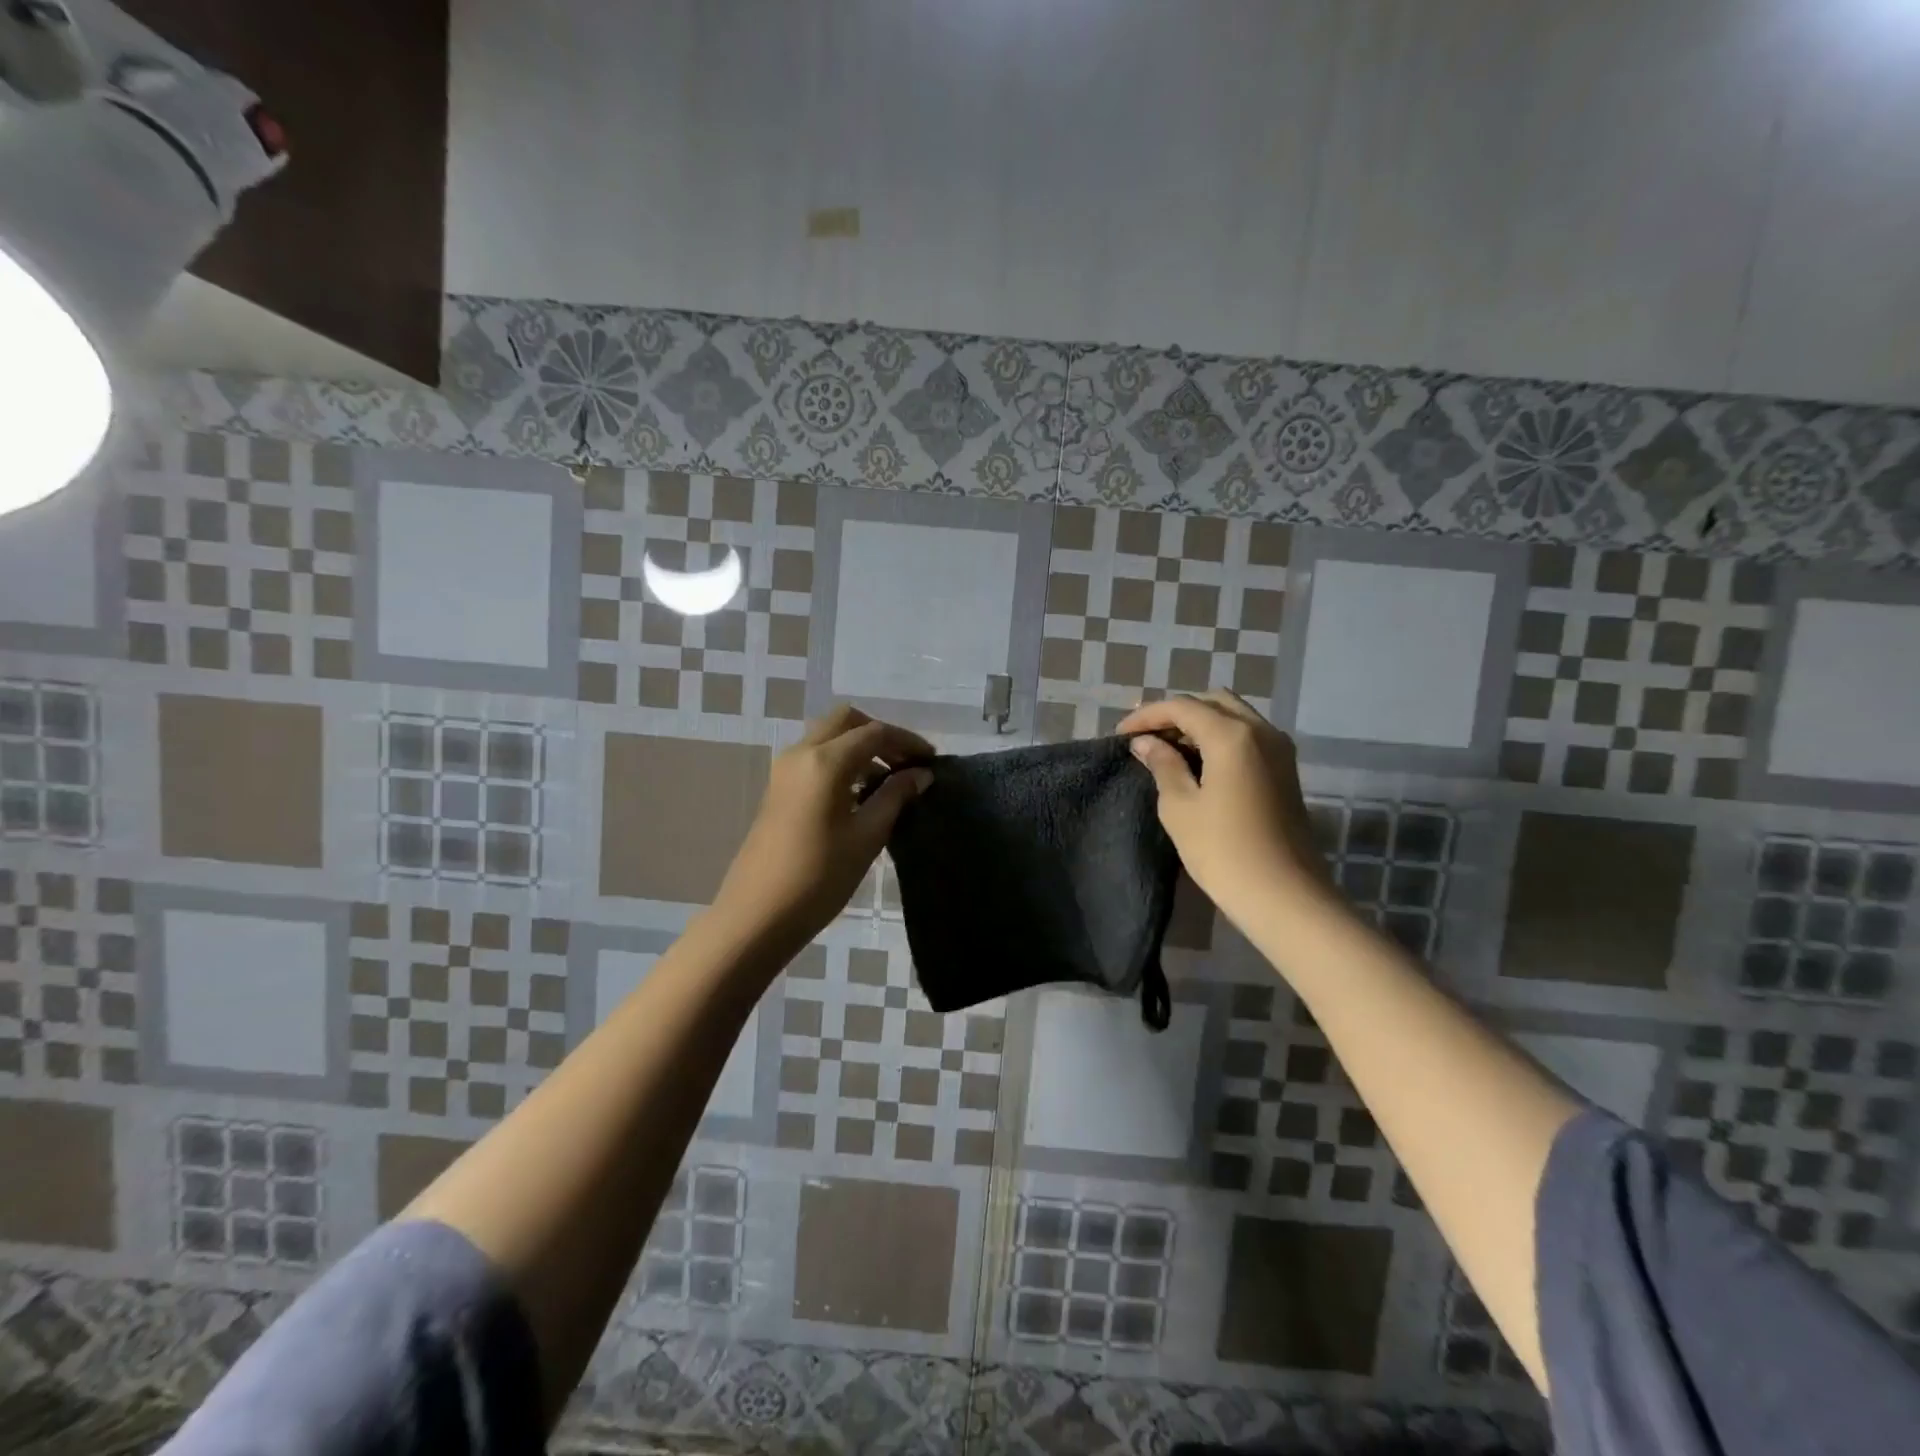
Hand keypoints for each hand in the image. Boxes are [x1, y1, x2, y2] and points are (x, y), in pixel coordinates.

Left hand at [709, 706, 933, 954]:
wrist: (758, 914)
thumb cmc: (819, 877)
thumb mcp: (867, 836)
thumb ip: (895, 797)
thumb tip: (921, 774)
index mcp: (825, 761)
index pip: (875, 733)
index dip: (907, 742)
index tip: (932, 761)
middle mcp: (801, 753)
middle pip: (846, 722)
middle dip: (880, 735)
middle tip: (906, 763)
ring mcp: (785, 770)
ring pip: (828, 737)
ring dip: (860, 747)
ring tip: (889, 781)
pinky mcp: (778, 788)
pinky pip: (815, 757)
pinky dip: (841, 761)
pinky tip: (860, 793)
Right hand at [1117, 691, 1330, 929]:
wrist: (1284, 895)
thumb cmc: (1223, 851)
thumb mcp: (1180, 807)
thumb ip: (1163, 765)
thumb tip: (1146, 743)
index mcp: (1232, 735)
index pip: (1182, 707)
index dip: (1147, 715)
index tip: (1121, 734)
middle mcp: (1261, 730)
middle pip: (1213, 702)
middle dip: (1177, 713)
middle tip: (1147, 737)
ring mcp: (1279, 749)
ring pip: (1234, 716)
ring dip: (1200, 723)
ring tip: (1168, 749)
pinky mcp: (1285, 769)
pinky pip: (1248, 736)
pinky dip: (1220, 737)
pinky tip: (1199, 762)